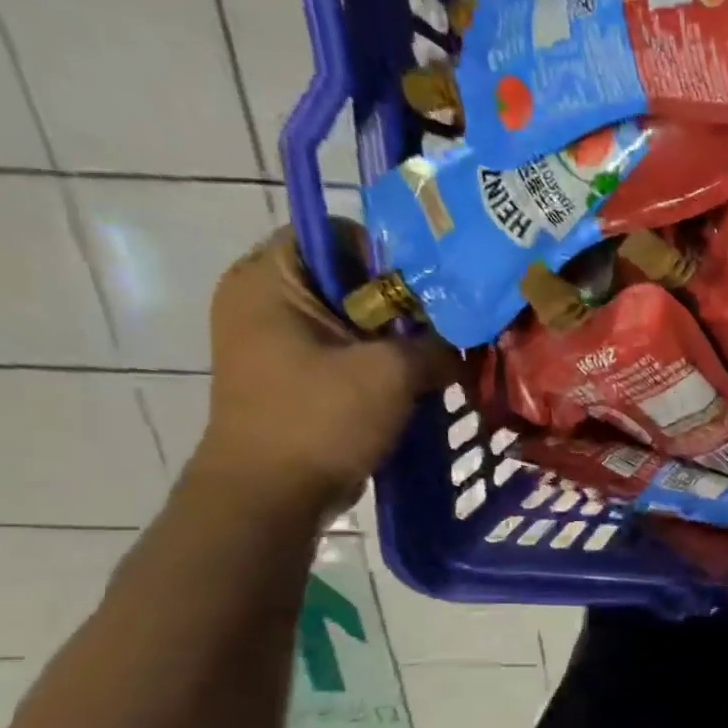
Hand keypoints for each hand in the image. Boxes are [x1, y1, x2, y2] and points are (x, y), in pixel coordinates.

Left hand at [194, 222, 457, 517]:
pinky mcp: (295, 377)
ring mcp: (278, 342)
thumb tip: (463, 345)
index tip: (432, 288)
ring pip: (353, 321)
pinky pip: (348, 354)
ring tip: (441, 357)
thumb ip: (435, 346)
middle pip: (349, 279)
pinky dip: (383, 364)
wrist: (271, 495)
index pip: (335, 233)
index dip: (388, 253)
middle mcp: (265, 300)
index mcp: (270, 279)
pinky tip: (420, 382)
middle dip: (402, 303)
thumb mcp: (391, 373)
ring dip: (398, 339)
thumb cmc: (320, 418)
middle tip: (448, 326)